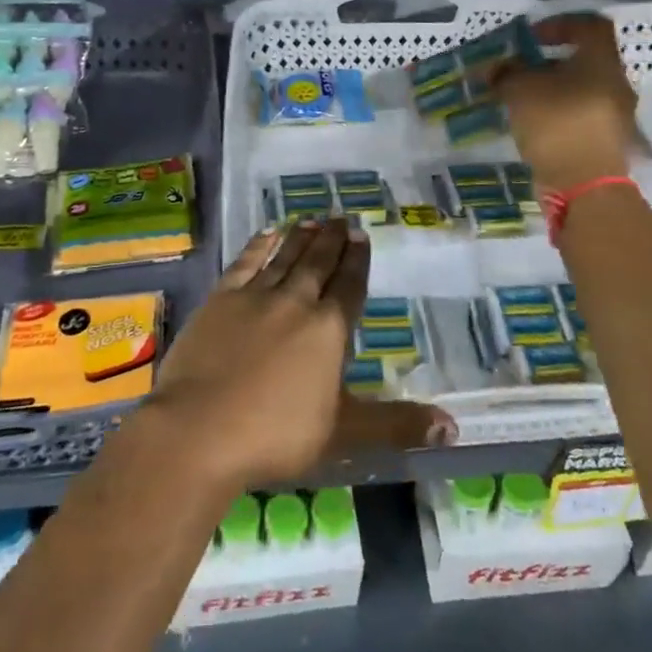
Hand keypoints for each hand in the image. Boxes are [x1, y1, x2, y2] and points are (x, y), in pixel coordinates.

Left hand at [147, 219, 454, 491]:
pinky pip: (245, 263)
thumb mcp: (344, 435)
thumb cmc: (276, 436)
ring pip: (285, 258)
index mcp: (328, 330)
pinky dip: (259, 246)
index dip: (357, 261)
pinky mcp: (219, 300)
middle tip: (341, 216)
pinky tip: (267, 233)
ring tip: (312, 218)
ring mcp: (255, 298)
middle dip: (332, 240)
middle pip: (318, 264)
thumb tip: (453, 426)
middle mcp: (296, 303)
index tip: (362, 235)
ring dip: (301, 237)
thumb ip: (397, 425)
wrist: (199, 431)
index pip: (349, 287)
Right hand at [495, 13, 644, 190]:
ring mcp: (615, 114)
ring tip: (521, 99)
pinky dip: (558, 112)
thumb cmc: (556, 123)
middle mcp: (615, 82)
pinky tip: (534, 122)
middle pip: (583, 60)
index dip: (558, 25)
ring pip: (580, 89)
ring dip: (552, 89)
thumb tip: (496, 67)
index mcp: (602, 60)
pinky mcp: (606, 140)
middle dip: (549, 62)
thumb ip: (506, 73)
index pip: (588, 26)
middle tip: (520, 69)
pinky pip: (579, 114)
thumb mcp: (520, 91)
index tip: (531, 37)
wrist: (585, 185)